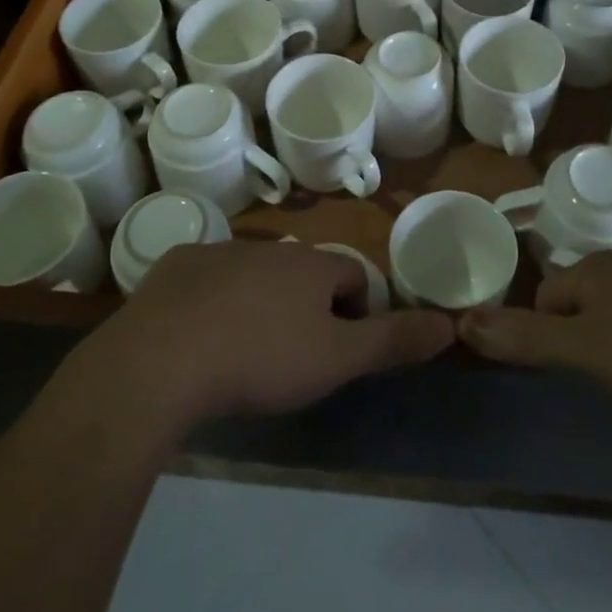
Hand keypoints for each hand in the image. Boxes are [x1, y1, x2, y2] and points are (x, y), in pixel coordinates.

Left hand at [75, 241, 455, 430]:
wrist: (162, 362)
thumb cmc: (261, 360)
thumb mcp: (337, 359)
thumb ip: (393, 341)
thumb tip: (450, 326)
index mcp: (310, 265)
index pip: (352, 276)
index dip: (356, 313)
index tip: (338, 353)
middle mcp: (269, 249)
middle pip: (304, 274)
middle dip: (307, 309)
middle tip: (291, 359)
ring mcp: (218, 253)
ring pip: (255, 276)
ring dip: (260, 304)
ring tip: (244, 354)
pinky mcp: (175, 268)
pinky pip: (208, 281)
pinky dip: (213, 303)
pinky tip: (198, 341)